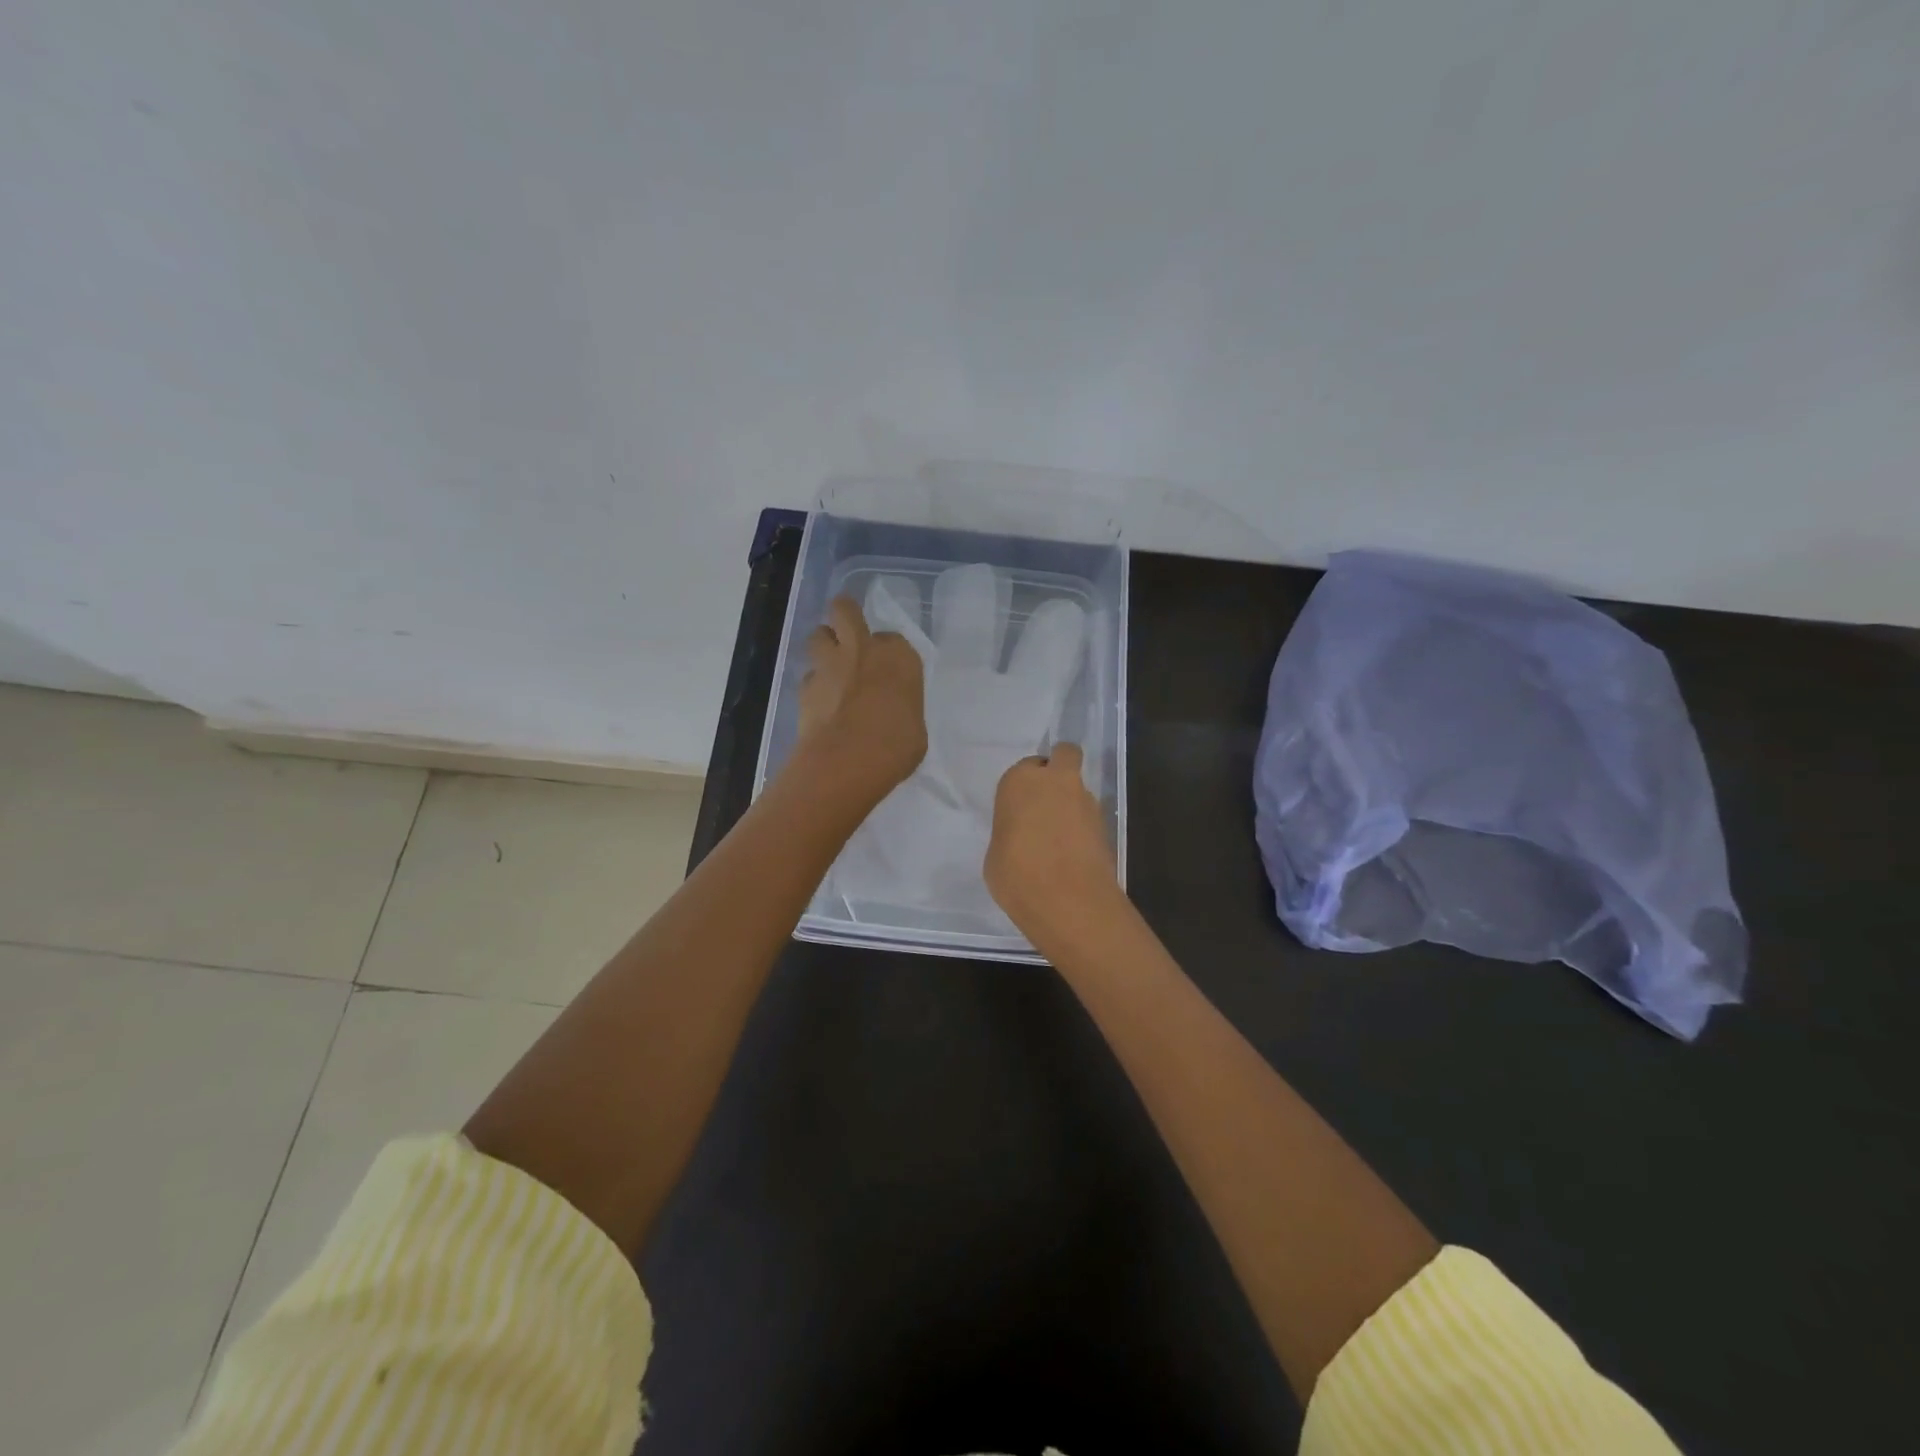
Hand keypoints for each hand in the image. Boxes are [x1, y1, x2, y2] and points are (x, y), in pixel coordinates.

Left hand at [796, 596, 927, 799]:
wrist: (847, 760)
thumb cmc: (896, 745)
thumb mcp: (914, 727)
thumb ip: (901, 708)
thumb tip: (891, 713)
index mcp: (899, 656)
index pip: (893, 639)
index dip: (887, 652)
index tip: (888, 668)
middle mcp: (863, 649)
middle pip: (845, 610)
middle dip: (845, 615)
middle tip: (847, 630)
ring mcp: (830, 665)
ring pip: (818, 635)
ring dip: (823, 645)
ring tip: (830, 665)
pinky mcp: (805, 686)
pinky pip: (808, 675)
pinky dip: (814, 684)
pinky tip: (820, 703)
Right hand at [985, 743, 1119, 943]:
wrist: (1066, 900)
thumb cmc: (1016, 874)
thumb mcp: (996, 853)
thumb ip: (1011, 832)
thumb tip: (1023, 837)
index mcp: (1020, 781)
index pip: (1026, 767)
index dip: (1025, 786)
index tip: (1021, 808)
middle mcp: (1056, 781)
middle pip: (1065, 756)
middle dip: (1060, 768)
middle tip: (1047, 800)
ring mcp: (1086, 802)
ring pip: (1080, 789)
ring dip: (1072, 805)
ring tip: (1059, 840)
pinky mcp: (1106, 825)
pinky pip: (1089, 818)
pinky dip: (1082, 829)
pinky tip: (1071, 856)